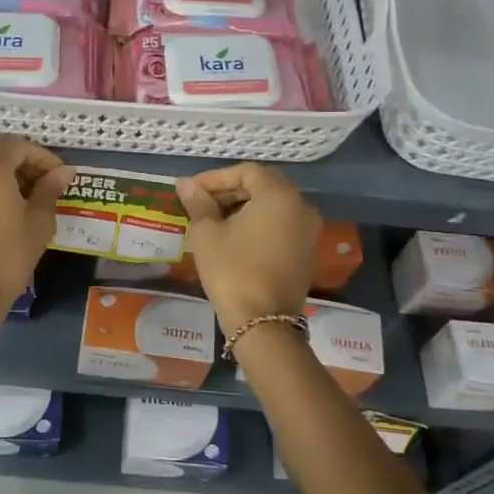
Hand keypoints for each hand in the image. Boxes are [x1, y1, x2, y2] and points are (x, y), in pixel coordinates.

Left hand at [0, 134, 73, 311]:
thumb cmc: (7, 258)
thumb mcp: (38, 222)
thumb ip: (49, 189)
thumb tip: (63, 171)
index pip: (20, 146)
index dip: (44, 158)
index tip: (60, 176)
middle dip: (22, 161)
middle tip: (44, 183)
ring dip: (3, 171)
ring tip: (25, 196)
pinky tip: (1, 206)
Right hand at [175, 163, 321, 331]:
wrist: (263, 322)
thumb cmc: (232, 271)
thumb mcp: (207, 234)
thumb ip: (198, 202)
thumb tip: (185, 184)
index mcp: (279, 196)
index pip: (246, 171)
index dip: (216, 178)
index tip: (192, 191)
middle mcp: (301, 207)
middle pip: (263, 186)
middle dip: (229, 191)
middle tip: (200, 205)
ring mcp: (308, 230)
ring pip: (273, 206)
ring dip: (243, 207)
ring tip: (213, 221)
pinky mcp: (307, 251)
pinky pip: (281, 225)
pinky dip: (259, 224)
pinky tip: (234, 238)